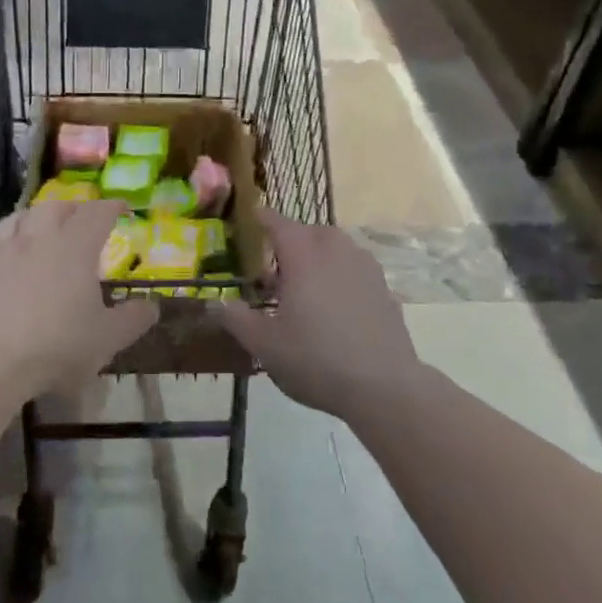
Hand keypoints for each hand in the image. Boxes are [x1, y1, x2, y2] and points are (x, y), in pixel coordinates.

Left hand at [0, 198, 157, 400]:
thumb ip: (134, 319)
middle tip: (83, 219)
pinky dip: (5, 236)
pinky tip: (5, 247)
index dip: (113, 207)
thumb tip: (153, 306)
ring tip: (43, 226)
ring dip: (37, 216)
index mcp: (76, 245)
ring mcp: (4, 247)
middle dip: (74, 208)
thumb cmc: (57, 346)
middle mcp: (40, 235)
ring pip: (22, 216)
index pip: (99, 212)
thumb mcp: (107, 339)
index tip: (122, 207)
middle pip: (58, 206)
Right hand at [214, 209, 418, 421]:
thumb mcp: (265, 345)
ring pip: (335, 248)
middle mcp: (335, 250)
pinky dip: (340, 277)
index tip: (253, 216)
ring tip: (305, 288)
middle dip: (291, 242)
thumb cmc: (316, 359)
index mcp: (303, 254)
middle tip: (275, 268)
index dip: (263, 218)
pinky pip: (354, 270)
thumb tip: (216, 304)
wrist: (384, 387)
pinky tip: (334, 308)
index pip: (278, 223)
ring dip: (318, 258)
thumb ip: (237, 319)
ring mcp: (364, 267)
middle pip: (309, 233)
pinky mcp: (384, 288)